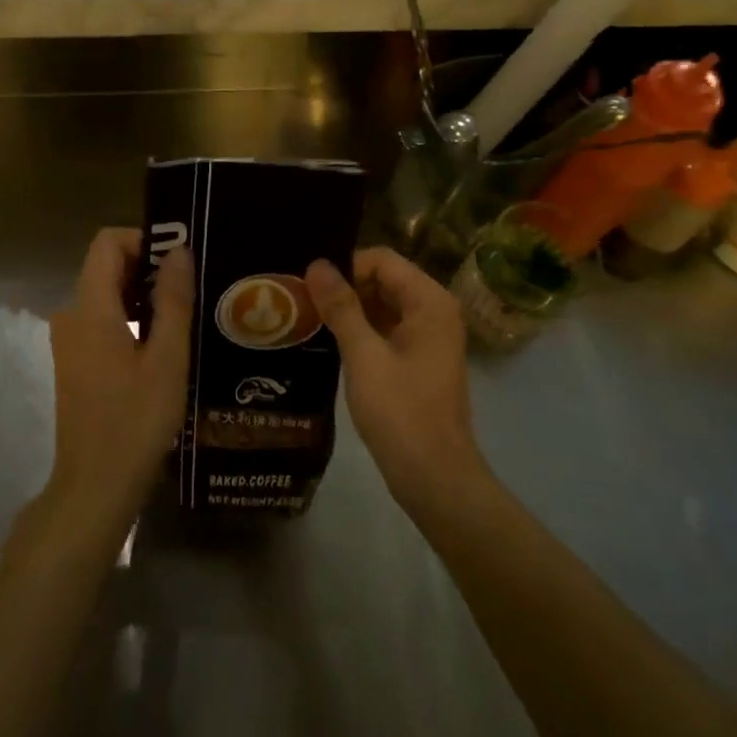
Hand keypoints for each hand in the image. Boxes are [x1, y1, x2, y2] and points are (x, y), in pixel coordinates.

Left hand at [44, 228, 192, 540]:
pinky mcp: (75, 361)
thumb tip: (178, 251)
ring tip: (186, 314)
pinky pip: (102, 320)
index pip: (107, 243)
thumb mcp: (167, 359)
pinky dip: (131, 318)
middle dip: (148, 267)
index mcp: (90, 308)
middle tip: (193, 287)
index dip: (143, 239)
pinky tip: (163, 344)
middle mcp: (71, 315)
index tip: (180, 260)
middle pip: (106, 266)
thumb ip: (172, 300)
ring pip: (106, 295)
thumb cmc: (135, 421)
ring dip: (142, 295)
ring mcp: (69, 340)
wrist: (95, 486)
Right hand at [306, 248, 489, 516]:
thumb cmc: (401, 412)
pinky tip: (328, 341)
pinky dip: (360, 330)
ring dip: (349, 309)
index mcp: (430, 301)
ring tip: (307, 318)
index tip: (309, 287)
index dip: (345, 267)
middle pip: (383, 279)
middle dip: (344, 287)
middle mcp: (434, 311)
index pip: (382, 260)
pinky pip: (386, 329)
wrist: (434, 477)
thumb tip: (316, 264)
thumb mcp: (364, 356)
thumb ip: (341, 307)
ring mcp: (428, 336)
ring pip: (382, 305)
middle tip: (301, 301)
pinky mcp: (418, 359)